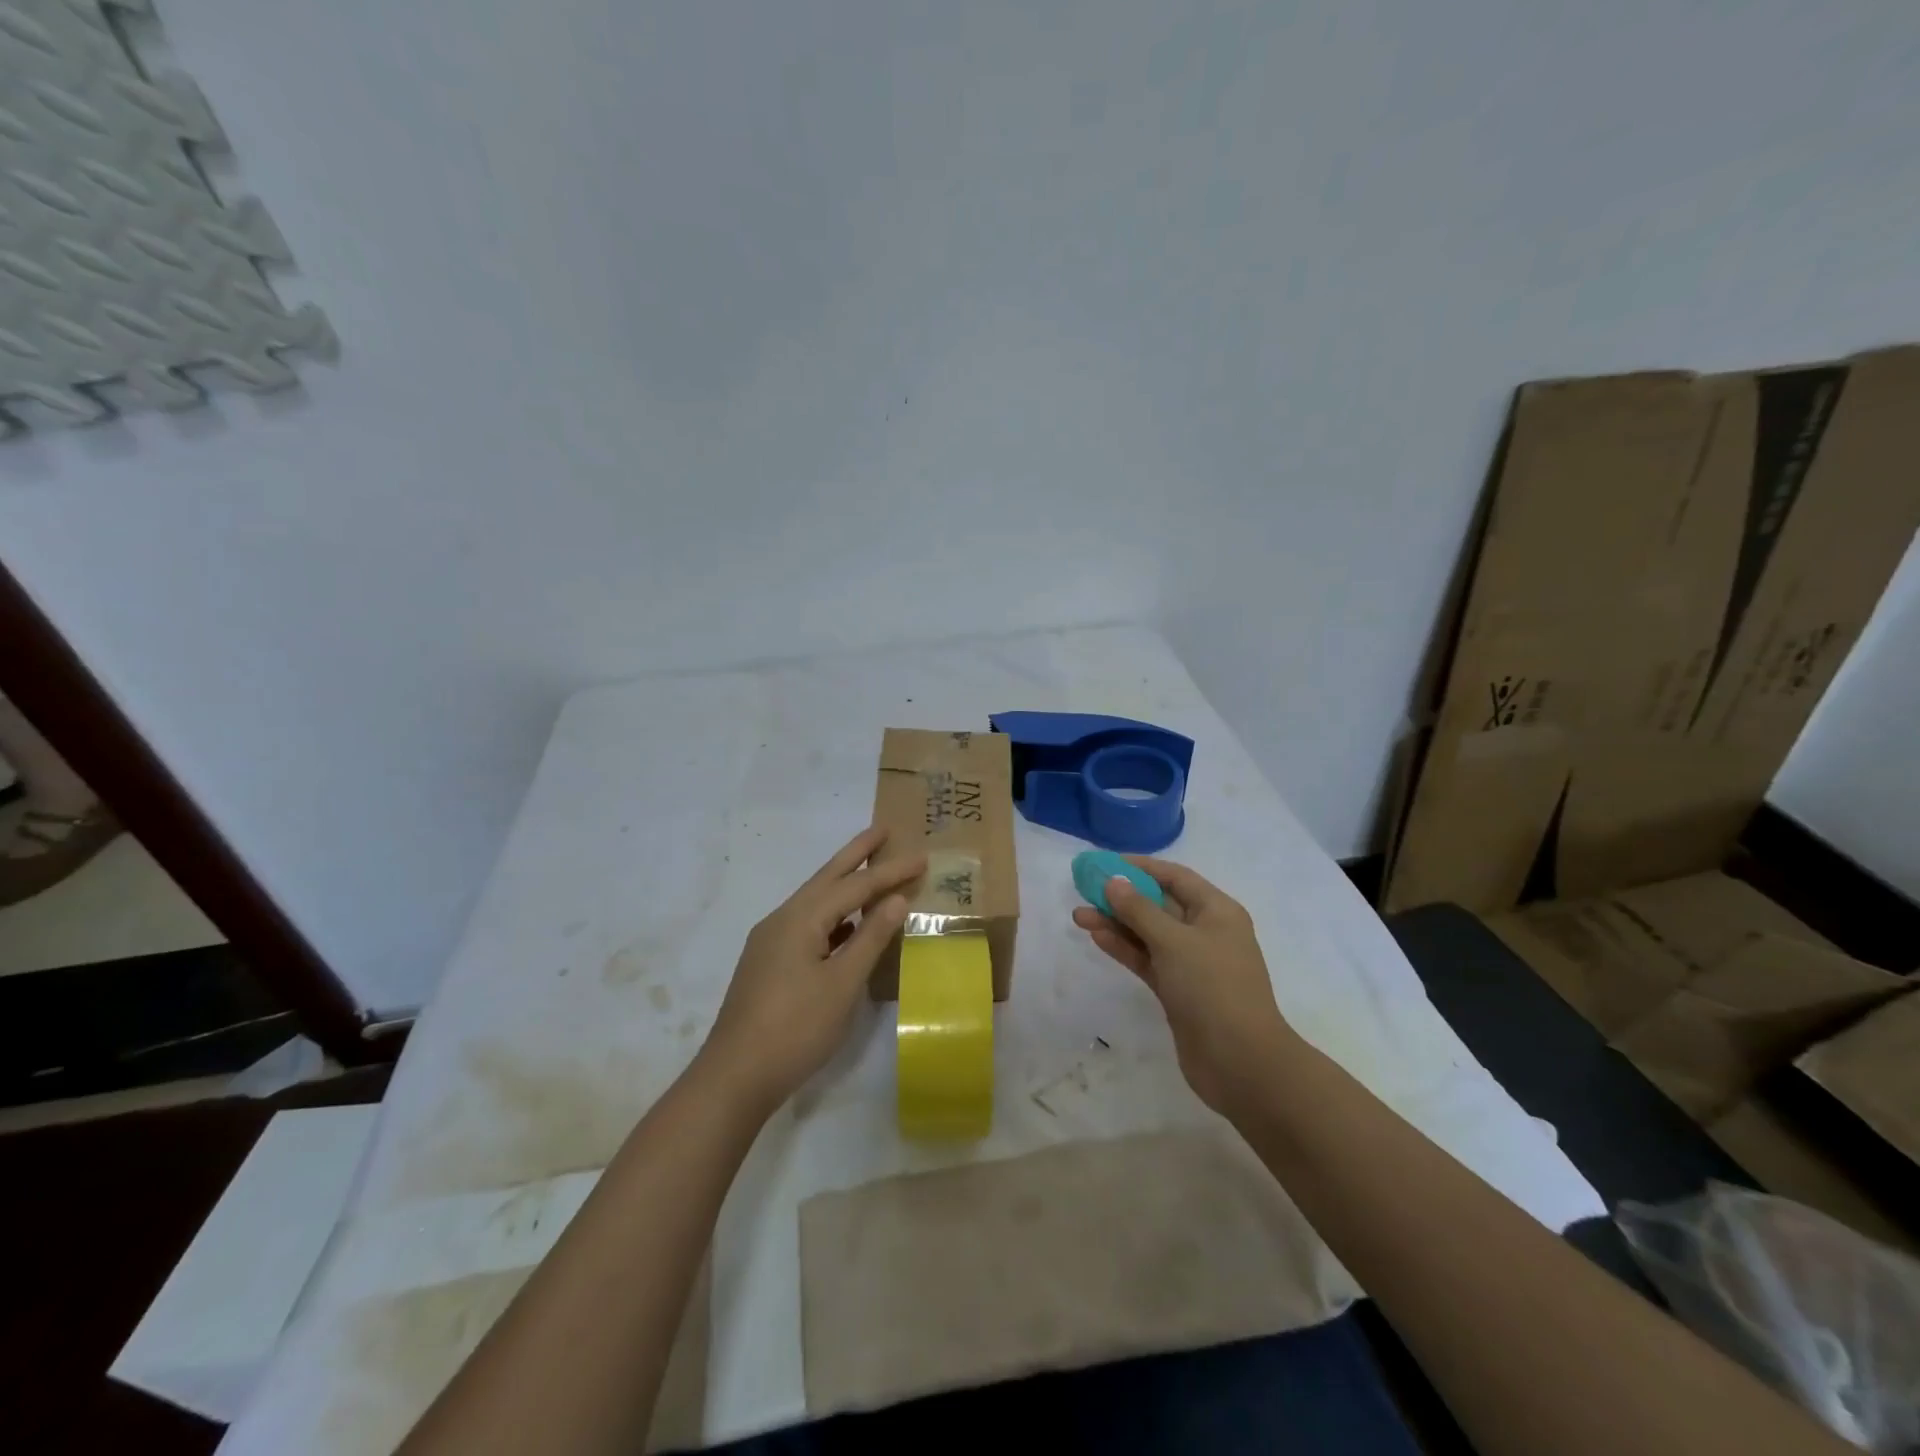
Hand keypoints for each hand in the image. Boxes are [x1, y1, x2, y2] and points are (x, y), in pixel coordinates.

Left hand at [698, 826, 924, 1116]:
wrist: (734, 1077)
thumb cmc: (795, 1029)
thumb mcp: (841, 984)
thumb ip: (870, 938)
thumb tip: (895, 899)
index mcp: (800, 919)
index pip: (854, 886)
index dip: (890, 871)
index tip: (922, 856)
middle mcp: (782, 919)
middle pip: (827, 878)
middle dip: (857, 854)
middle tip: (883, 829)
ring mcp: (771, 941)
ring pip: (815, 901)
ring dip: (845, 884)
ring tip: (871, 871)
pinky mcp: (769, 962)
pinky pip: (808, 923)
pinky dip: (834, 915)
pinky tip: (848, 925)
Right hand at [1072, 857, 1295, 1119]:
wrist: (1240, 1062)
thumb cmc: (1213, 988)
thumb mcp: (1173, 941)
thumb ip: (1139, 909)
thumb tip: (1113, 880)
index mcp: (1216, 911)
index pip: (1175, 877)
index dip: (1140, 867)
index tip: (1104, 862)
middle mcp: (1206, 932)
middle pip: (1159, 904)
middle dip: (1122, 897)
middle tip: (1083, 890)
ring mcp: (1192, 964)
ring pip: (1149, 934)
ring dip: (1116, 924)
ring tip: (1078, 916)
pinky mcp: (1178, 991)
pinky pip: (1147, 959)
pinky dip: (1124, 948)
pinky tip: (1097, 938)